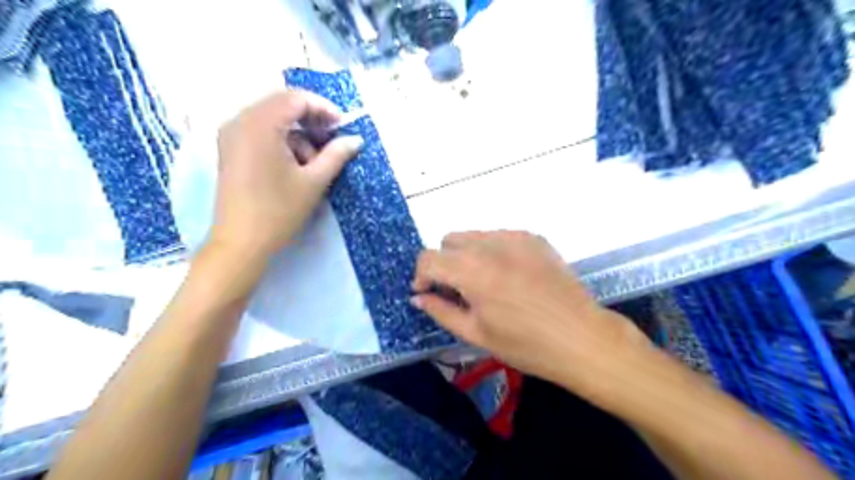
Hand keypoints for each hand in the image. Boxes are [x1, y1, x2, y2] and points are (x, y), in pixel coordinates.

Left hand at [213, 90, 363, 262]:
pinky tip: (294, 164)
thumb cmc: (279, 210)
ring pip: (272, 119)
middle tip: (332, 140)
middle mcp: (240, 121)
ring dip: (297, 133)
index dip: (324, 108)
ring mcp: (231, 135)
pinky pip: (260, 131)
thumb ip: (336, 155)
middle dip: (311, 119)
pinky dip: (282, 140)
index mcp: (260, 124)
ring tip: (314, 161)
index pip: (295, 99)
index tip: (343, 126)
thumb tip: (356, 139)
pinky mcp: (230, 149)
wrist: (241, 242)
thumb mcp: (314, 181)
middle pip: (282, 104)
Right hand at [411, 231, 652, 392]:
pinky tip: (509, 276)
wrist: (582, 337)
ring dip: (467, 256)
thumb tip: (419, 298)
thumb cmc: (526, 344)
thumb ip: (441, 311)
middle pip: (449, 240)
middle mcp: (490, 244)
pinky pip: (499, 236)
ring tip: (485, 284)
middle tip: (458, 291)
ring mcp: (515, 237)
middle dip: (444, 263)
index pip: (428, 258)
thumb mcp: (476, 334)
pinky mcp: (534, 237)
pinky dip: (492, 251)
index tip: (428, 294)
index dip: (421, 276)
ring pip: (474, 236)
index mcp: (472, 270)